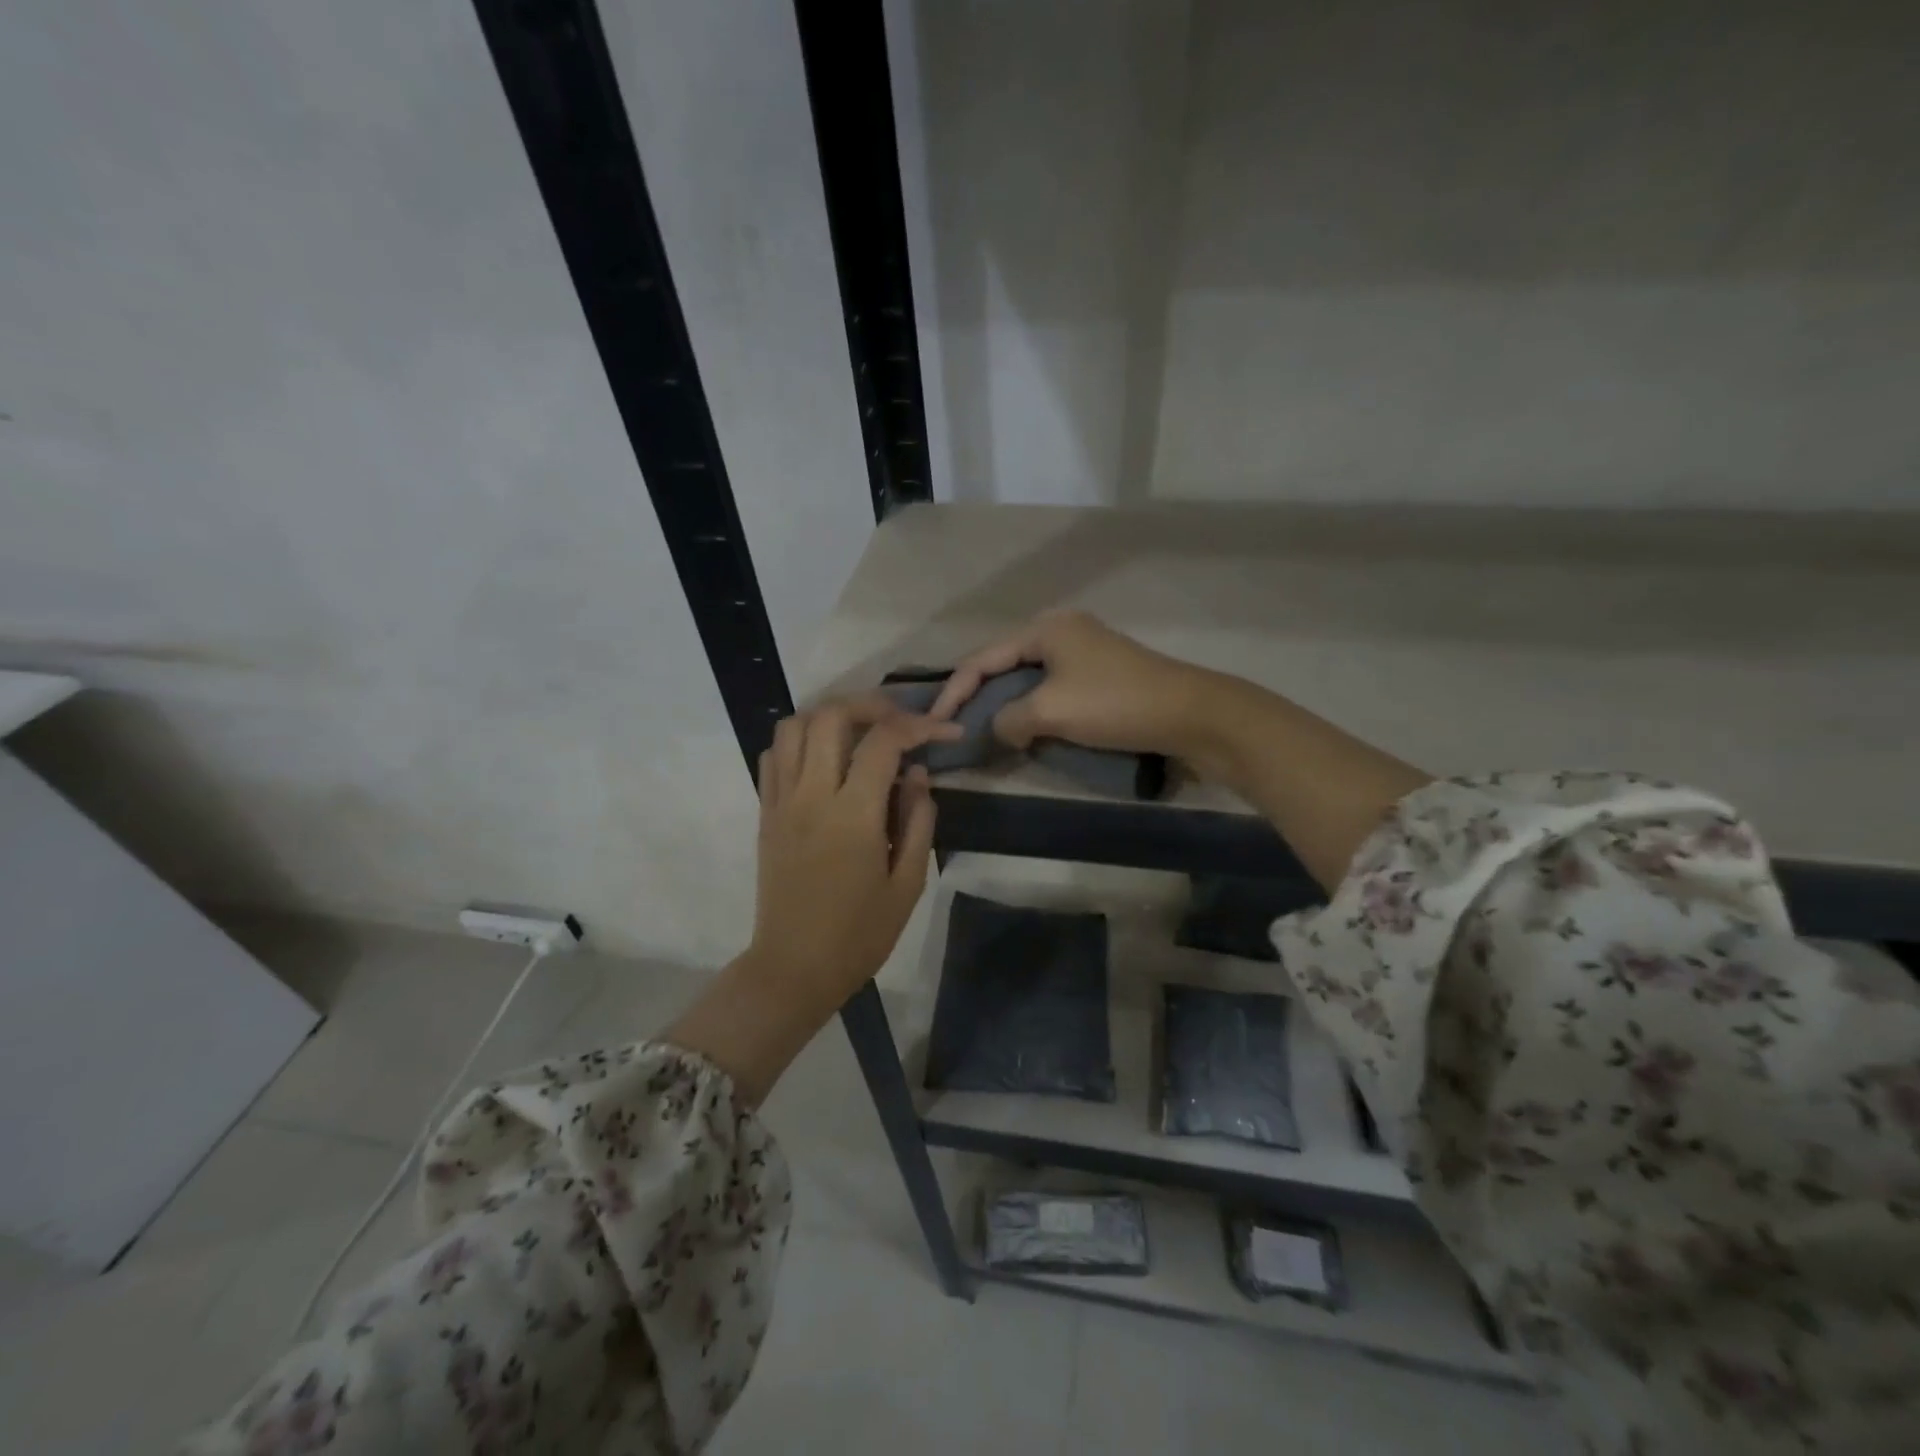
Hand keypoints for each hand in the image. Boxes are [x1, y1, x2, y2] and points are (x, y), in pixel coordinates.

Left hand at [746, 696, 958, 1007]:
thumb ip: (918, 821)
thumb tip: (917, 774)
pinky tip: (825, 757)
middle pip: (832, 716)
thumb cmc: (859, 934)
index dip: (920, 726)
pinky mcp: (765, 812)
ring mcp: (782, 801)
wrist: (794, 967)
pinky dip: (800, 740)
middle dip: (872, 705)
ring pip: (794, 725)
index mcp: (853, 815)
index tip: (946, 731)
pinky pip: (775, 755)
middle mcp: (812, 796)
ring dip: (831, 716)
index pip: (884, 741)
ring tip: (860, 731)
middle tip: (900, 721)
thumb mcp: (908, 884)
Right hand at [928, 610, 1229, 765]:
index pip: (982, 658)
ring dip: (1005, 705)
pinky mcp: (1100, 674)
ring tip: (983, 731)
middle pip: (1003, 663)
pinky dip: (1032, 709)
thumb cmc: (1114, 704)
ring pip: (1027, 678)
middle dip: (977, 695)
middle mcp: (1061, 630)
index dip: (954, 691)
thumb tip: (998, 729)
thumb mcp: (1050, 711)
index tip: (935, 722)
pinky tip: (1025, 730)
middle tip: (955, 725)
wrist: (1190, 714)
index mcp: (1045, 628)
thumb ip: (1008, 718)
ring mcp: (1083, 651)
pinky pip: (1051, 689)